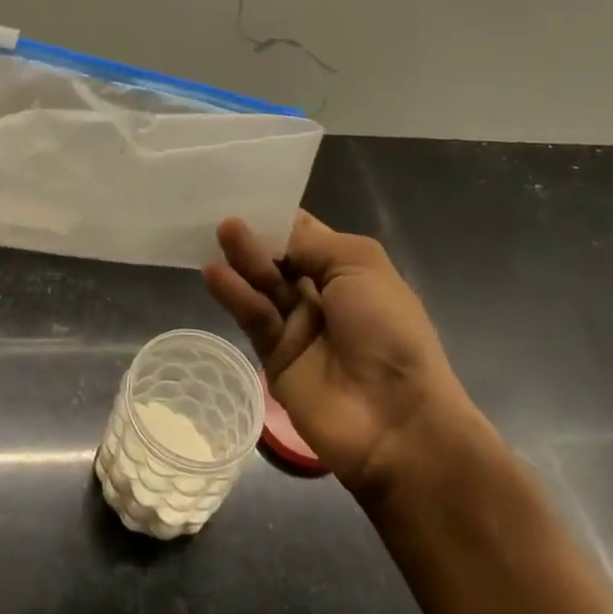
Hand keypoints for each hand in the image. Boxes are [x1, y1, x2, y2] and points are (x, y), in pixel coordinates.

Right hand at [204, 212, 472, 498]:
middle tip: (225, 213)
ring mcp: (298, 326)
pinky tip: (214, 273)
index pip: (305, 234)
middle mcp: (321, 293)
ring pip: (262, 284)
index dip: (278, 215)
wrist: (398, 421)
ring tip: (221, 232)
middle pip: (279, 257)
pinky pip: (253, 318)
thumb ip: (309, 243)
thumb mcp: (359, 265)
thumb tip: (271, 233)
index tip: (244, 193)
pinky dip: (235, 295)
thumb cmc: (389, 330)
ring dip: (243, 258)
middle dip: (256, 235)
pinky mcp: (275, 356)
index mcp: (348, 269)